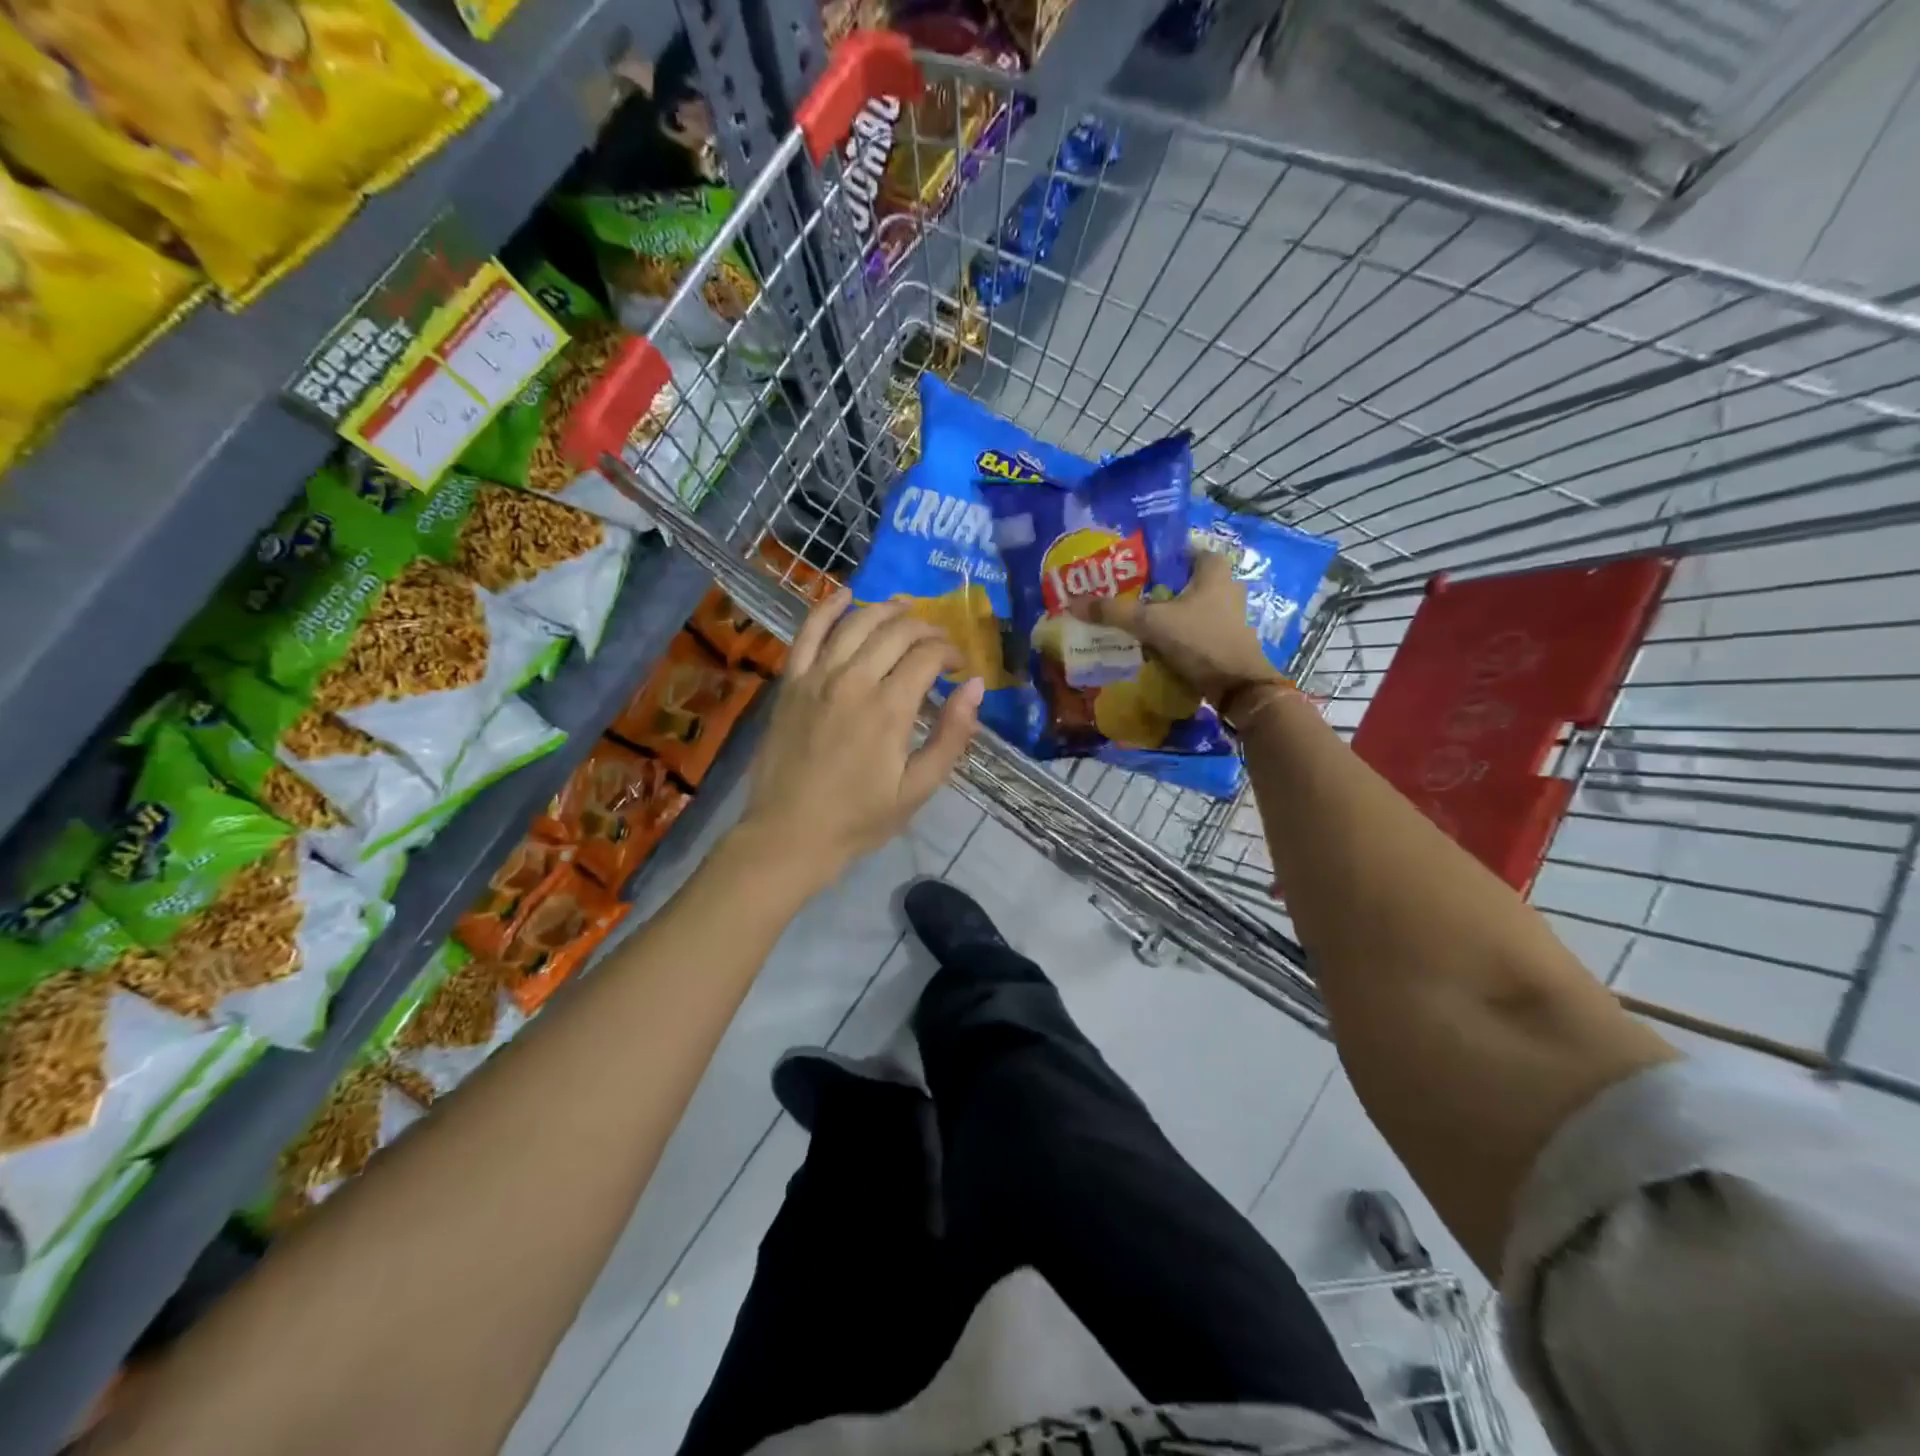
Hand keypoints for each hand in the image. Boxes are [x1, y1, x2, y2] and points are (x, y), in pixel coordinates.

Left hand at [739, 591, 984, 888]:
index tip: (959, 666)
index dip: (950, 653)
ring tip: (906, 609)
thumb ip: (952, 736)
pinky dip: (827, 607)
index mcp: (889, 708)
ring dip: (886, 610)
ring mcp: (817, 677)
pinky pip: (808, 632)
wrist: (789, 835)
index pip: (927, 656)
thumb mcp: (918, 788)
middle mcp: (853, 680)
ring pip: (857, 622)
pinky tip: (845, 594)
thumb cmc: (859, 819)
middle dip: (925, 630)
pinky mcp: (791, 682)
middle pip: (896, 632)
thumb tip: (975, 686)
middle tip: (938, 643)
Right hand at [1070, 550, 1284, 705]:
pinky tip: (1147, 641)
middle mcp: (1224, 585)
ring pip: (1182, 605)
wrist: (1238, 688)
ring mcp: (1225, 613)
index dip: (1149, 557)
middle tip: (1117, 594)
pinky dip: (1170, 631)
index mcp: (1213, 568)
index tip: (1121, 567)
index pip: (1176, 550)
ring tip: (1126, 619)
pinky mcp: (1222, 637)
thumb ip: (1114, 612)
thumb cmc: (1201, 642)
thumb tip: (1073, 603)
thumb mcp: (1152, 623)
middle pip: (1176, 580)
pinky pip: (1188, 627)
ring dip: (1158, 612)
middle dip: (1148, 587)